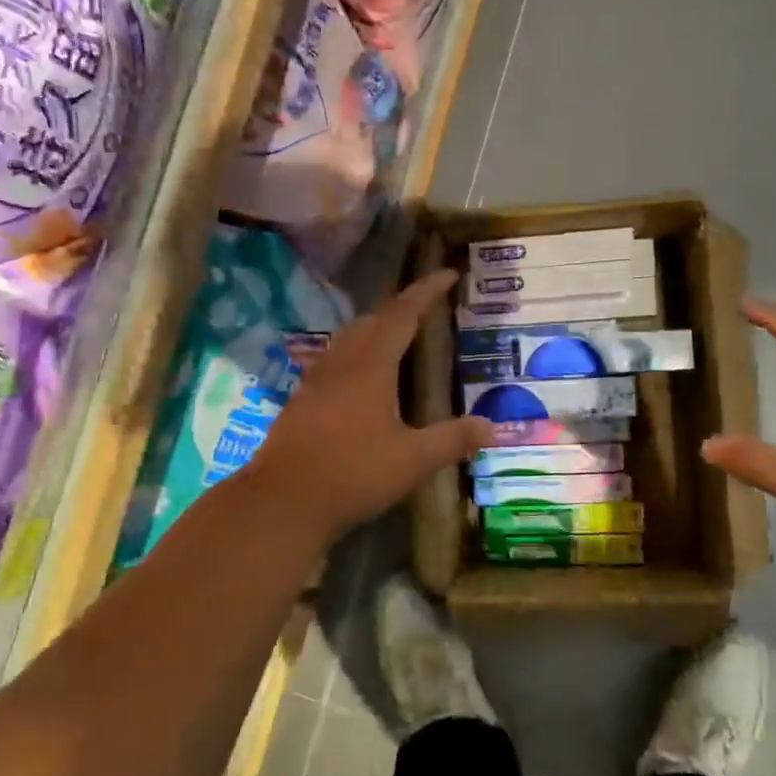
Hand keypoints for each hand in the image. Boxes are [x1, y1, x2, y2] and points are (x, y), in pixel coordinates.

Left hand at [245, 270, 494, 543]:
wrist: (282, 501)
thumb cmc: (353, 474)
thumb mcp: (413, 460)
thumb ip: (453, 439)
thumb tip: (492, 427)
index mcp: (370, 366)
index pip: (402, 315)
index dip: (426, 291)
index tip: (448, 274)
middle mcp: (341, 364)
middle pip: (372, 321)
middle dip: (401, 308)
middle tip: (426, 308)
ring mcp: (316, 382)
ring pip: (348, 340)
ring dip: (375, 329)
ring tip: (397, 337)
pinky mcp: (301, 402)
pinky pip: (334, 361)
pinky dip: (356, 355)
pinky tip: (360, 379)